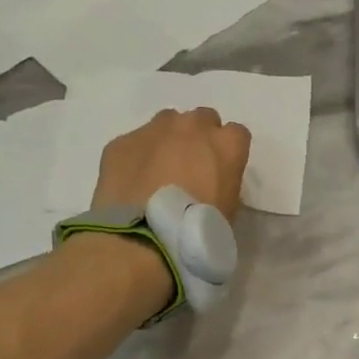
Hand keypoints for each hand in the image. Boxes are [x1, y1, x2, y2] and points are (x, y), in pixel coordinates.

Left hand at [92, 107, 251, 218]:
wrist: (145, 239)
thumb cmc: (199, 230)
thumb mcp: (230, 210)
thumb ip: (225, 182)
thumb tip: (210, 181)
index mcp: (227, 144)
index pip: (236, 133)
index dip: (228, 151)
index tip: (221, 170)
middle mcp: (192, 127)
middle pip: (201, 119)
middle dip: (198, 137)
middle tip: (190, 167)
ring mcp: (154, 130)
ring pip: (167, 122)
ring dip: (168, 140)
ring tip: (159, 172)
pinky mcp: (122, 142)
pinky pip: (134, 143)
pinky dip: (137, 157)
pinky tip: (134, 183)